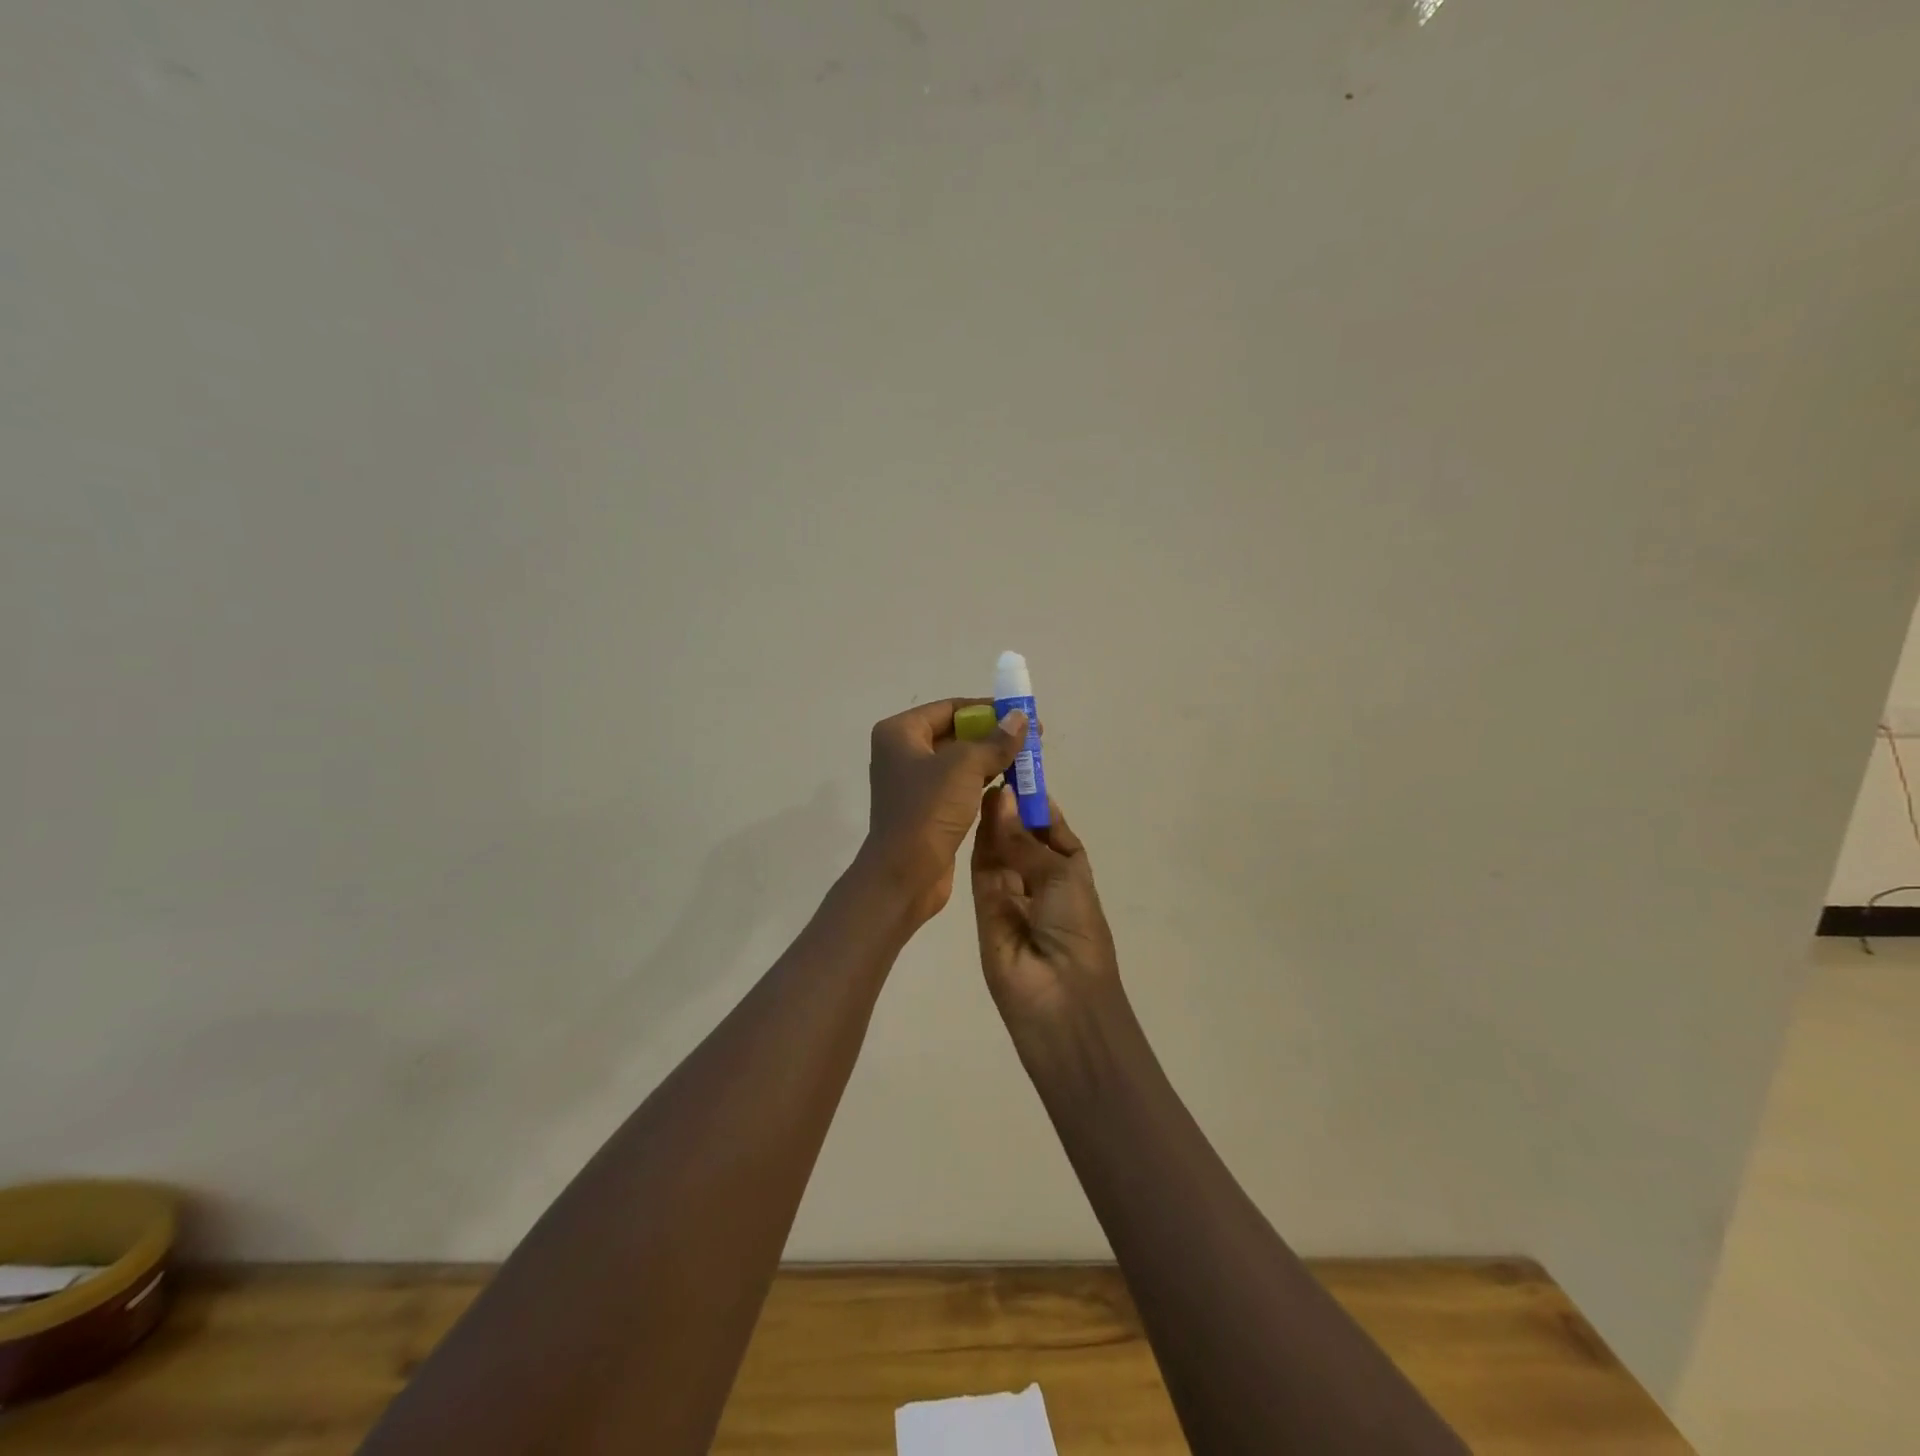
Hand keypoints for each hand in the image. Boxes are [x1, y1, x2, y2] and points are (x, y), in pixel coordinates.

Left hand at [861, 699, 1026, 925]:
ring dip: (992, 760)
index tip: (1021, 715)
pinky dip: (983, 783)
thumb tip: (1020, 717)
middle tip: (1032, 739)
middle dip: (993, 736)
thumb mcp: (965, 767)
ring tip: (1029, 762)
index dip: (987, 709)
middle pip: (956, 733)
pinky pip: (960, 787)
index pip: (950, 708)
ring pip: (960, 762)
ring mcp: (914, 784)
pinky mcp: (927, 810)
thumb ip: (995, 741)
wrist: (904, 875)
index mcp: (900, 733)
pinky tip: (1011, 786)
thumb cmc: (928, 811)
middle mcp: (902, 754)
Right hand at [970, 788, 1122, 1030]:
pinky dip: (979, 844)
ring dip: (995, 822)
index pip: (1053, 830)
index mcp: (1072, 872)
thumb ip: (1024, 839)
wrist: (1059, 999)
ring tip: (981, 784)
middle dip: (1012, 809)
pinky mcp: (984, 908)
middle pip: (1023, 837)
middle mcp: (1041, 880)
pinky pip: (982, 870)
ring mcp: (1012, 895)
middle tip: (993, 771)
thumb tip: (1002, 798)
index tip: (1020, 773)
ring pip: (1000, 850)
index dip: (1038, 804)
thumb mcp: (1061, 876)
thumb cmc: (1075, 929)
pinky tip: (974, 814)